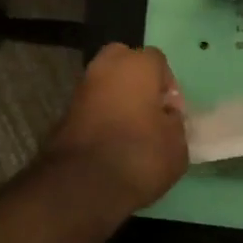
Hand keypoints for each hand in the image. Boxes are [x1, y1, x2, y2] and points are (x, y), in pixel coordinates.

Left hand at [42, 44, 188, 212]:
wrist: (84, 183)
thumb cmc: (140, 155)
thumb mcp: (176, 144)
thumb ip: (174, 121)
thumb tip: (166, 116)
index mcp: (136, 65)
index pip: (157, 60)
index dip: (168, 85)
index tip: (171, 112)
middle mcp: (106, 67)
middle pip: (124, 60)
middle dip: (136, 79)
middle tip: (148, 109)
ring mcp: (82, 87)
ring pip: (105, 81)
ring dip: (117, 96)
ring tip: (130, 128)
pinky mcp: (66, 110)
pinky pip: (92, 103)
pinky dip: (101, 113)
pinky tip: (111, 139)